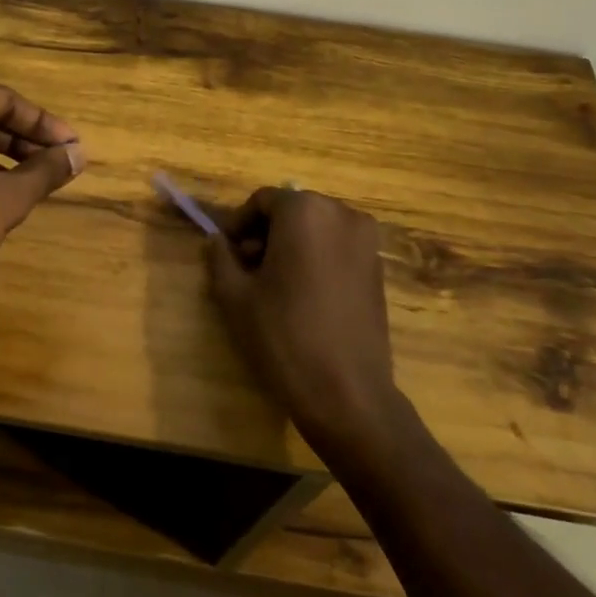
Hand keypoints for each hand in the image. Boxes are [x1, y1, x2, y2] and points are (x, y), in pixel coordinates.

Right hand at [207, 188, 406, 451]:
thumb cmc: (283, 337)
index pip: (262, 201)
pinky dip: (316, 259)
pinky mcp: (378, 269)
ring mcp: (366, 242)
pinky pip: (337, 248)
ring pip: (316, 229)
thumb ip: (220, 258)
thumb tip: (217, 241)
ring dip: (291, 246)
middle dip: (265, 233)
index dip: (238, 224)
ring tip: (273, 286)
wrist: (347, 395)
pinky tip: (303, 297)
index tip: (225, 252)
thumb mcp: (235, 296)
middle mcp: (342, 215)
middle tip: (246, 270)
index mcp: (305, 211)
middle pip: (292, 210)